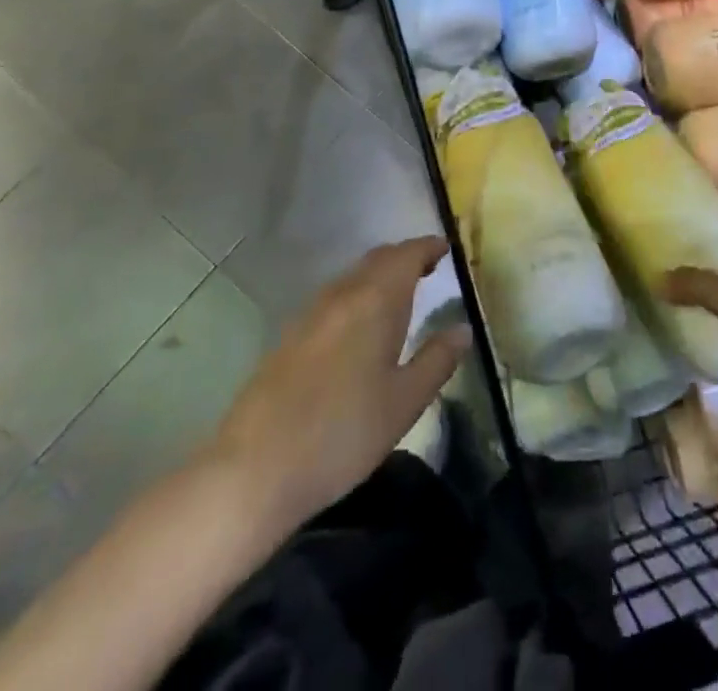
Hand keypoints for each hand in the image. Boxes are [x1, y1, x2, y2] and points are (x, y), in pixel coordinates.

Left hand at [209, 237, 469, 532]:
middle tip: (428, 268)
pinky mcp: (289, 337)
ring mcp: (310, 314)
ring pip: (352, 278)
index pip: (406, 256)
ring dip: (378, 276)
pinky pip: (333, 299)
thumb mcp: (404, 402)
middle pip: (377, 260)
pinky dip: (356, 296)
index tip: (446, 249)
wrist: (254, 469)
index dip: (428, 248)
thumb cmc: (343, 433)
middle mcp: (342, 295)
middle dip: (404, 258)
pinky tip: (359, 327)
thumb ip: (437, 360)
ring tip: (399, 296)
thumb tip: (463, 329)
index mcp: (375, 301)